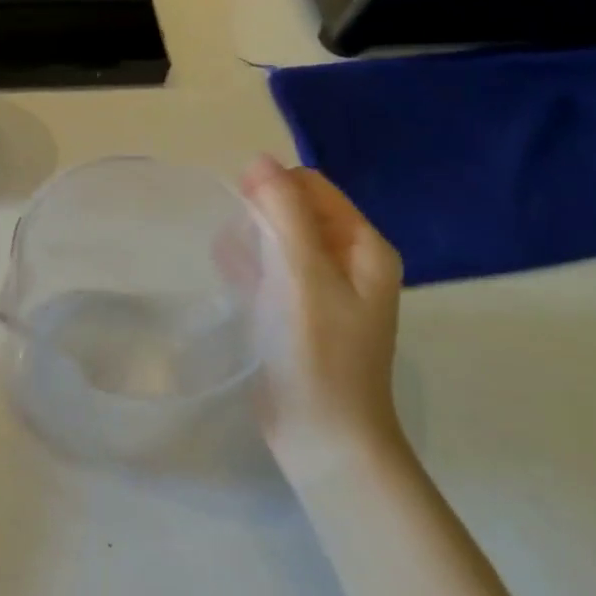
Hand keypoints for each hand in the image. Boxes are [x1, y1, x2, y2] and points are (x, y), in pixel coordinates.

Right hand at [241, 156, 404, 482]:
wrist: (322, 436)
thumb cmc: (317, 352)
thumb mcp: (303, 274)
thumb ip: (282, 213)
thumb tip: (259, 160)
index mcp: (363, 247)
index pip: (312, 187)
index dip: (274, 190)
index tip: (245, 216)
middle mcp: (347, 262)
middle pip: (293, 211)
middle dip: (259, 218)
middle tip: (242, 252)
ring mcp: (320, 289)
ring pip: (275, 241)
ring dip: (249, 244)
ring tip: (236, 272)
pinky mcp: (294, 312)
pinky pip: (267, 271)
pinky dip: (248, 268)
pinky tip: (231, 282)